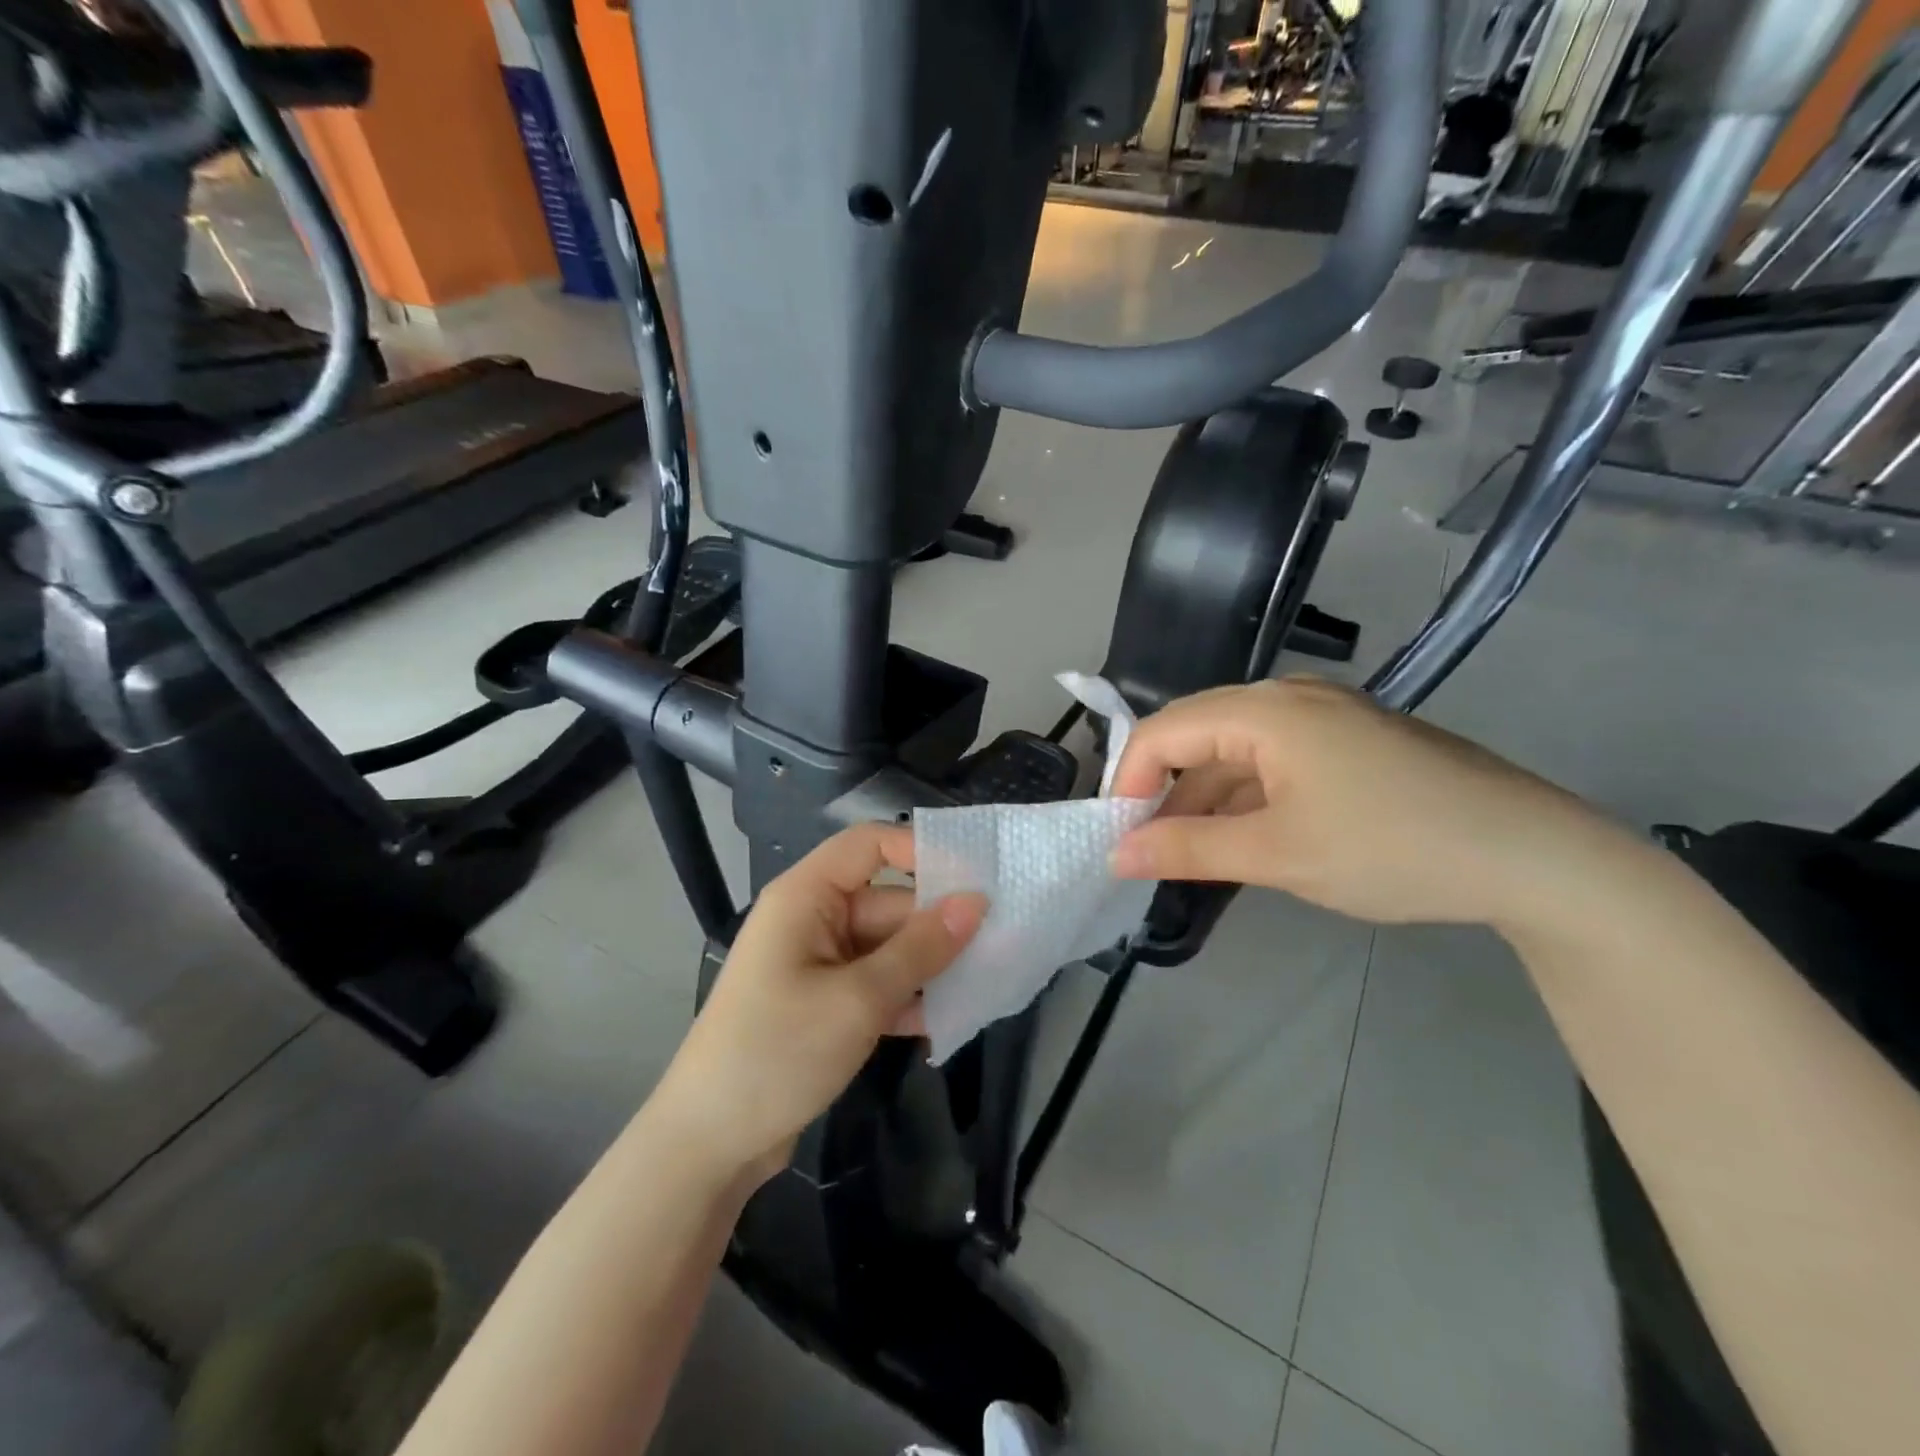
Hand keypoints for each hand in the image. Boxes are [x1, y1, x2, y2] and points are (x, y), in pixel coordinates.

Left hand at [651, 824, 985, 1183]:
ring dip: (929, 966)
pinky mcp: (825, 1003)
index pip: (870, 844)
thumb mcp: (858, 999)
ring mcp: (819, 964)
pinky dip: (908, 997)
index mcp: (806, 896)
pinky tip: (949, 1019)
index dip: (921, 851)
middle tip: (1000, 945)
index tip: (975, 881)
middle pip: (888, 901)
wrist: (709, 1146)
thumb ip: (921, 948)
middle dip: (937, 924)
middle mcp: (813, 919)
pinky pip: (878, 983)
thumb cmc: (777, 1053)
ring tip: (985, 982)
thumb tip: (975, 901)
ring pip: (889, 946)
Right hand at [1109, 678, 1623, 929]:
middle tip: (1146, 852)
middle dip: (1163, 793)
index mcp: (1265, 710)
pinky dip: (1245, 799)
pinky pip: (1273, 762)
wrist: (1534, 856)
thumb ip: (1187, 848)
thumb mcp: (1278, 854)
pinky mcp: (1349, 742)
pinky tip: (1241, 841)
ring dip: (1204, 800)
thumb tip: (1115, 854)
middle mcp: (1288, 698)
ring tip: (1187, 856)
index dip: (1129, 782)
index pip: (1162, 730)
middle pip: (1196, 735)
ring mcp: (1324, 717)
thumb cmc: (1393, 848)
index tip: (1118, 838)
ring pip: (1234, 752)